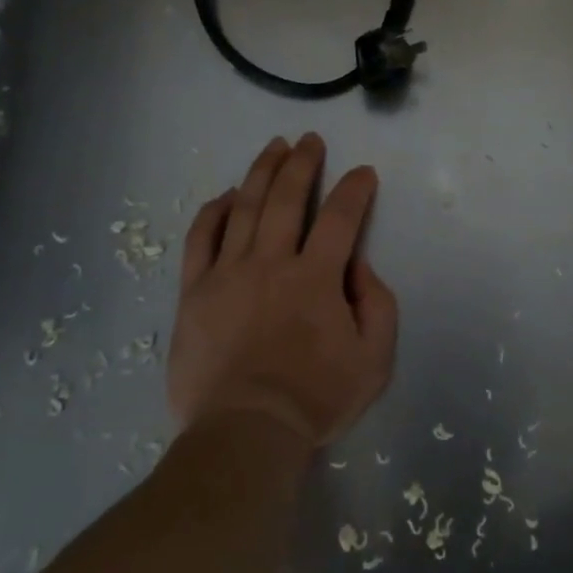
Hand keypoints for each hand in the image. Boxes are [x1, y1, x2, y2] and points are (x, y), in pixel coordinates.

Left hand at [168, 134, 397, 451]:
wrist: (245, 432)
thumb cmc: (315, 399)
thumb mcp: (374, 360)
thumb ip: (377, 304)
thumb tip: (357, 264)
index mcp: (317, 278)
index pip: (340, 217)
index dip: (355, 189)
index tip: (363, 172)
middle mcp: (272, 262)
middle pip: (287, 198)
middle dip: (303, 163)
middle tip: (310, 140)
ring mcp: (228, 273)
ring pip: (245, 207)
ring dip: (262, 172)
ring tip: (274, 147)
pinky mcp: (195, 291)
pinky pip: (201, 239)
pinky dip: (214, 211)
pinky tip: (226, 194)